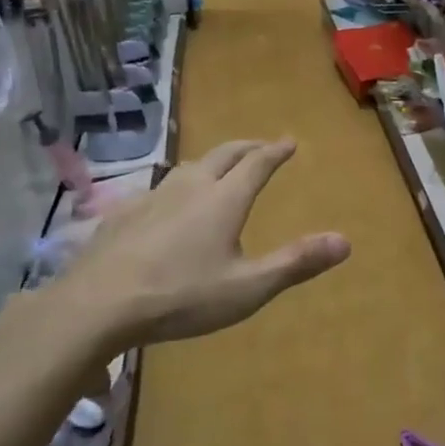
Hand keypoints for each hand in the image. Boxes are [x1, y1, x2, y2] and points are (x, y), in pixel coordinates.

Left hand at [57, 138, 349, 347]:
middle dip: (247, 147)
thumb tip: (345, 241)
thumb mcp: (248, 288)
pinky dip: (177, 186)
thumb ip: (296, 263)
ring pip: (188, 167)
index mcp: (224, 200)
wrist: (99, 304)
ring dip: (211, 162)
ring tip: (218, 169)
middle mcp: (191, 187)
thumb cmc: (181, 296)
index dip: (276, 151)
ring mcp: (153, 196)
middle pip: (223, 154)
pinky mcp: (124, 213)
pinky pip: (159, 188)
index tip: (289, 142)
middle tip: (261, 146)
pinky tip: (168, 204)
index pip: (257, 164)